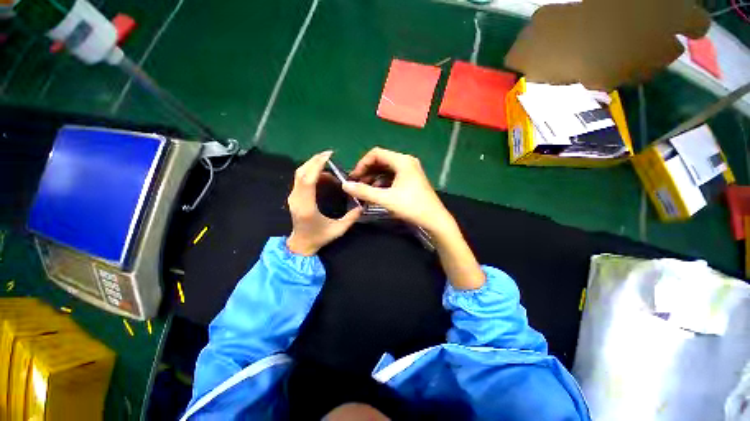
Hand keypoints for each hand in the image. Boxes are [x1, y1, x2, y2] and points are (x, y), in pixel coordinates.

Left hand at [287, 151, 361, 255]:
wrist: (301, 244)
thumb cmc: (319, 238)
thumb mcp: (338, 230)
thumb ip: (351, 218)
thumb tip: (362, 206)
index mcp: (307, 207)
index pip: (308, 180)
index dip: (317, 165)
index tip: (328, 156)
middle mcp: (297, 199)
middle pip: (301, 173)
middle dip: (315, 161)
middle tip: (329, 155)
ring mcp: (293, 197)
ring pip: (299, 174)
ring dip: (313, 165)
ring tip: (328, 164)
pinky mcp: (294, 197)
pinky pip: (301, 179)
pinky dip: (312, 173)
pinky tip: (324, 176)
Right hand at [343, 148, 484, 288]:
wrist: (434, 220)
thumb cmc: (412, 207)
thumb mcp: (386, 199)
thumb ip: (364, 191)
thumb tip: (345, 185)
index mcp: (402, 161)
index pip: (376, 154)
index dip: (362, 164)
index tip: (354, 177)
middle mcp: (406, 162)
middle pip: (381, 161)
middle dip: (367, 172)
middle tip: (357, 185)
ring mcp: (410, 171)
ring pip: (386, 170)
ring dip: (373, 178)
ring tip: (364, 191)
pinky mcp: (411, 180)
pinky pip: (392, 177)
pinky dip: (382, 183)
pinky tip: (376, 193)